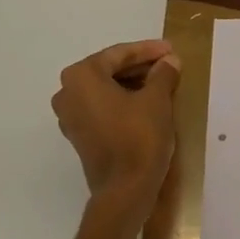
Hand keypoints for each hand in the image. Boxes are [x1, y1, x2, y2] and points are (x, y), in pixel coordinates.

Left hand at [51, 39, 180, 206]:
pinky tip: (147, 103)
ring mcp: (70, 116)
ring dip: (132, 84)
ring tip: (162, 82)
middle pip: (108, 70)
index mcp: (82, 76)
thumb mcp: (157, 100)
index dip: (148, 50)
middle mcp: (68, 92)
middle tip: (168, 64)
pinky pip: (102, 107)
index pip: (119, 54)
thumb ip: (163, 74)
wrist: (126, 189)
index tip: (171, 49)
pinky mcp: (80, 135)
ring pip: (105, 89)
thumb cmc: (139, 137)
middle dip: (140, 66)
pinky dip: (123, 101)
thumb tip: (169, 60)